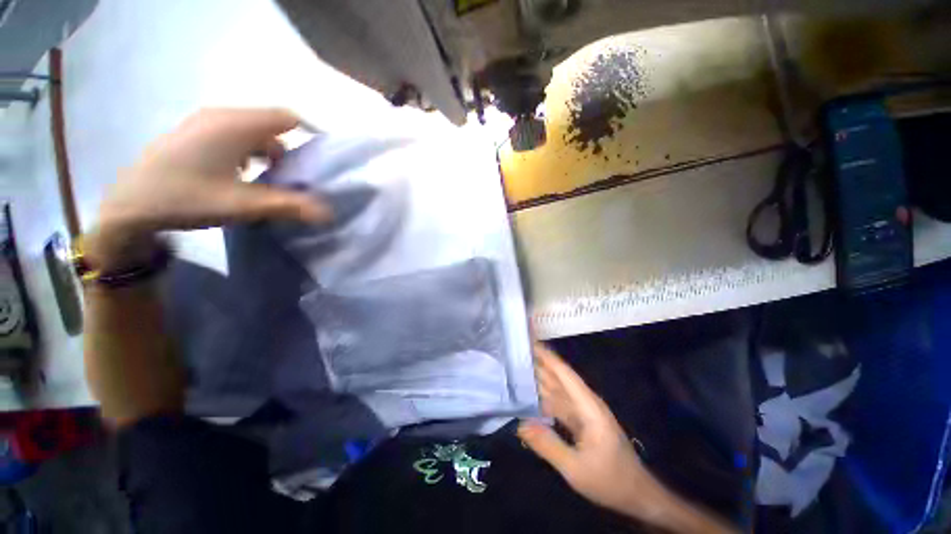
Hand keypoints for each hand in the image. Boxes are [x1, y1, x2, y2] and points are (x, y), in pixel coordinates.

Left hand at [88, 108, 331, 267]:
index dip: (310, 133)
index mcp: (234, 125)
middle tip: (297, 177)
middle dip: (290, 149)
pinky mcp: (194, 131)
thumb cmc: (187, 198)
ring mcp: (204, 121)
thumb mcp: (243, 205)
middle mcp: (221, 115)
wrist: (130, 206)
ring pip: (253, 130)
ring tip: (269, 179)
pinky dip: (249, 151)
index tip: (322, 158)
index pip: (287, 117)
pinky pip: (234, 134)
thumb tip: (327, 213)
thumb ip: (290, 207)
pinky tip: (241, 173)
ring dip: (268, 152)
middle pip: (271, 124)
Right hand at [518, 344, 661, 519]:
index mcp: (588, 406)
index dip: (547, 356)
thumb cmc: (610, 480)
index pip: (564, 373)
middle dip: (538, 363)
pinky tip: (529, 395)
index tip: (529, 343)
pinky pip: (557, 404)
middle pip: (558, 377)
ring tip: (517, 368)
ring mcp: (582, 412)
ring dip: (539, 378)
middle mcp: (584, 403)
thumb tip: (520, 424)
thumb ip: (547, 445)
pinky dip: (543, 397)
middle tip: (515, 353)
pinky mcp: (580, 421)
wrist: (636, 495)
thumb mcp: (575, 468)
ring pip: (556, 389)